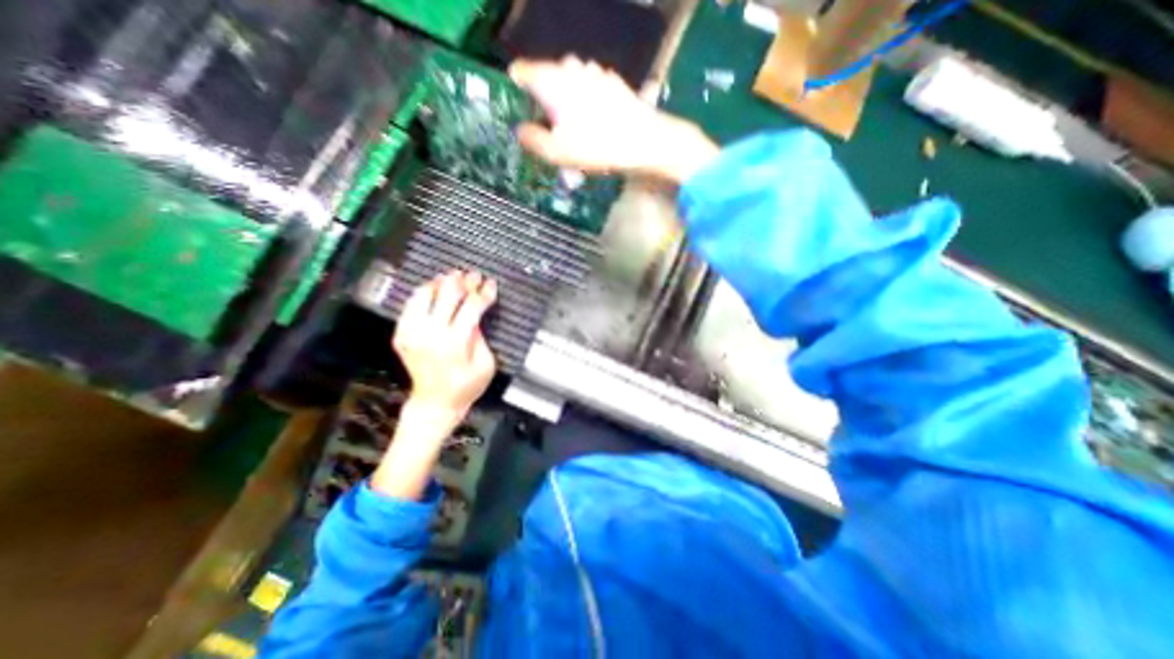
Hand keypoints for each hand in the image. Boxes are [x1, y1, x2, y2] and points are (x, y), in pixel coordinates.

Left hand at [392, 267, 497, 419]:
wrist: (435, 403)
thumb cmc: (465, 387)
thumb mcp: (485, 364)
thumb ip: (480, 336)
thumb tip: (474, 314)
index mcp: (455, 342)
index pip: (471, 306)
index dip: (484, 292)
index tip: (491, 284)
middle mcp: (430, 333)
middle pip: (447, 294)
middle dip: (464, 281)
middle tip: (473, 275)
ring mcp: (412, 333)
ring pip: (424, 294)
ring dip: (441, 282)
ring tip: (453, 277)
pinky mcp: (401, 335)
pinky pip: (411, 305)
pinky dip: (424, 294)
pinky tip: (434, 290)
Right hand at [509, 57, 720, 183]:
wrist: (644, 142)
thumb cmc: (596, 147)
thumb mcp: (557, 153)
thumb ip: (532, 139)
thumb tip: (520, 130)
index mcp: (552, 80)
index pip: (522, 71)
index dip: (516, 88)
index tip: (519, 107)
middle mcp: (571, 68)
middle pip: (547, 78)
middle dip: (544, 100)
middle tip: (550, 129)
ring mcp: (594, 72)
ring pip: (570, 82)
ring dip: (567, 102)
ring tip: (574, 131)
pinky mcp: (613, 83)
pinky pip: (590, 89)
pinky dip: (586, 102)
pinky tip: (595, 124)